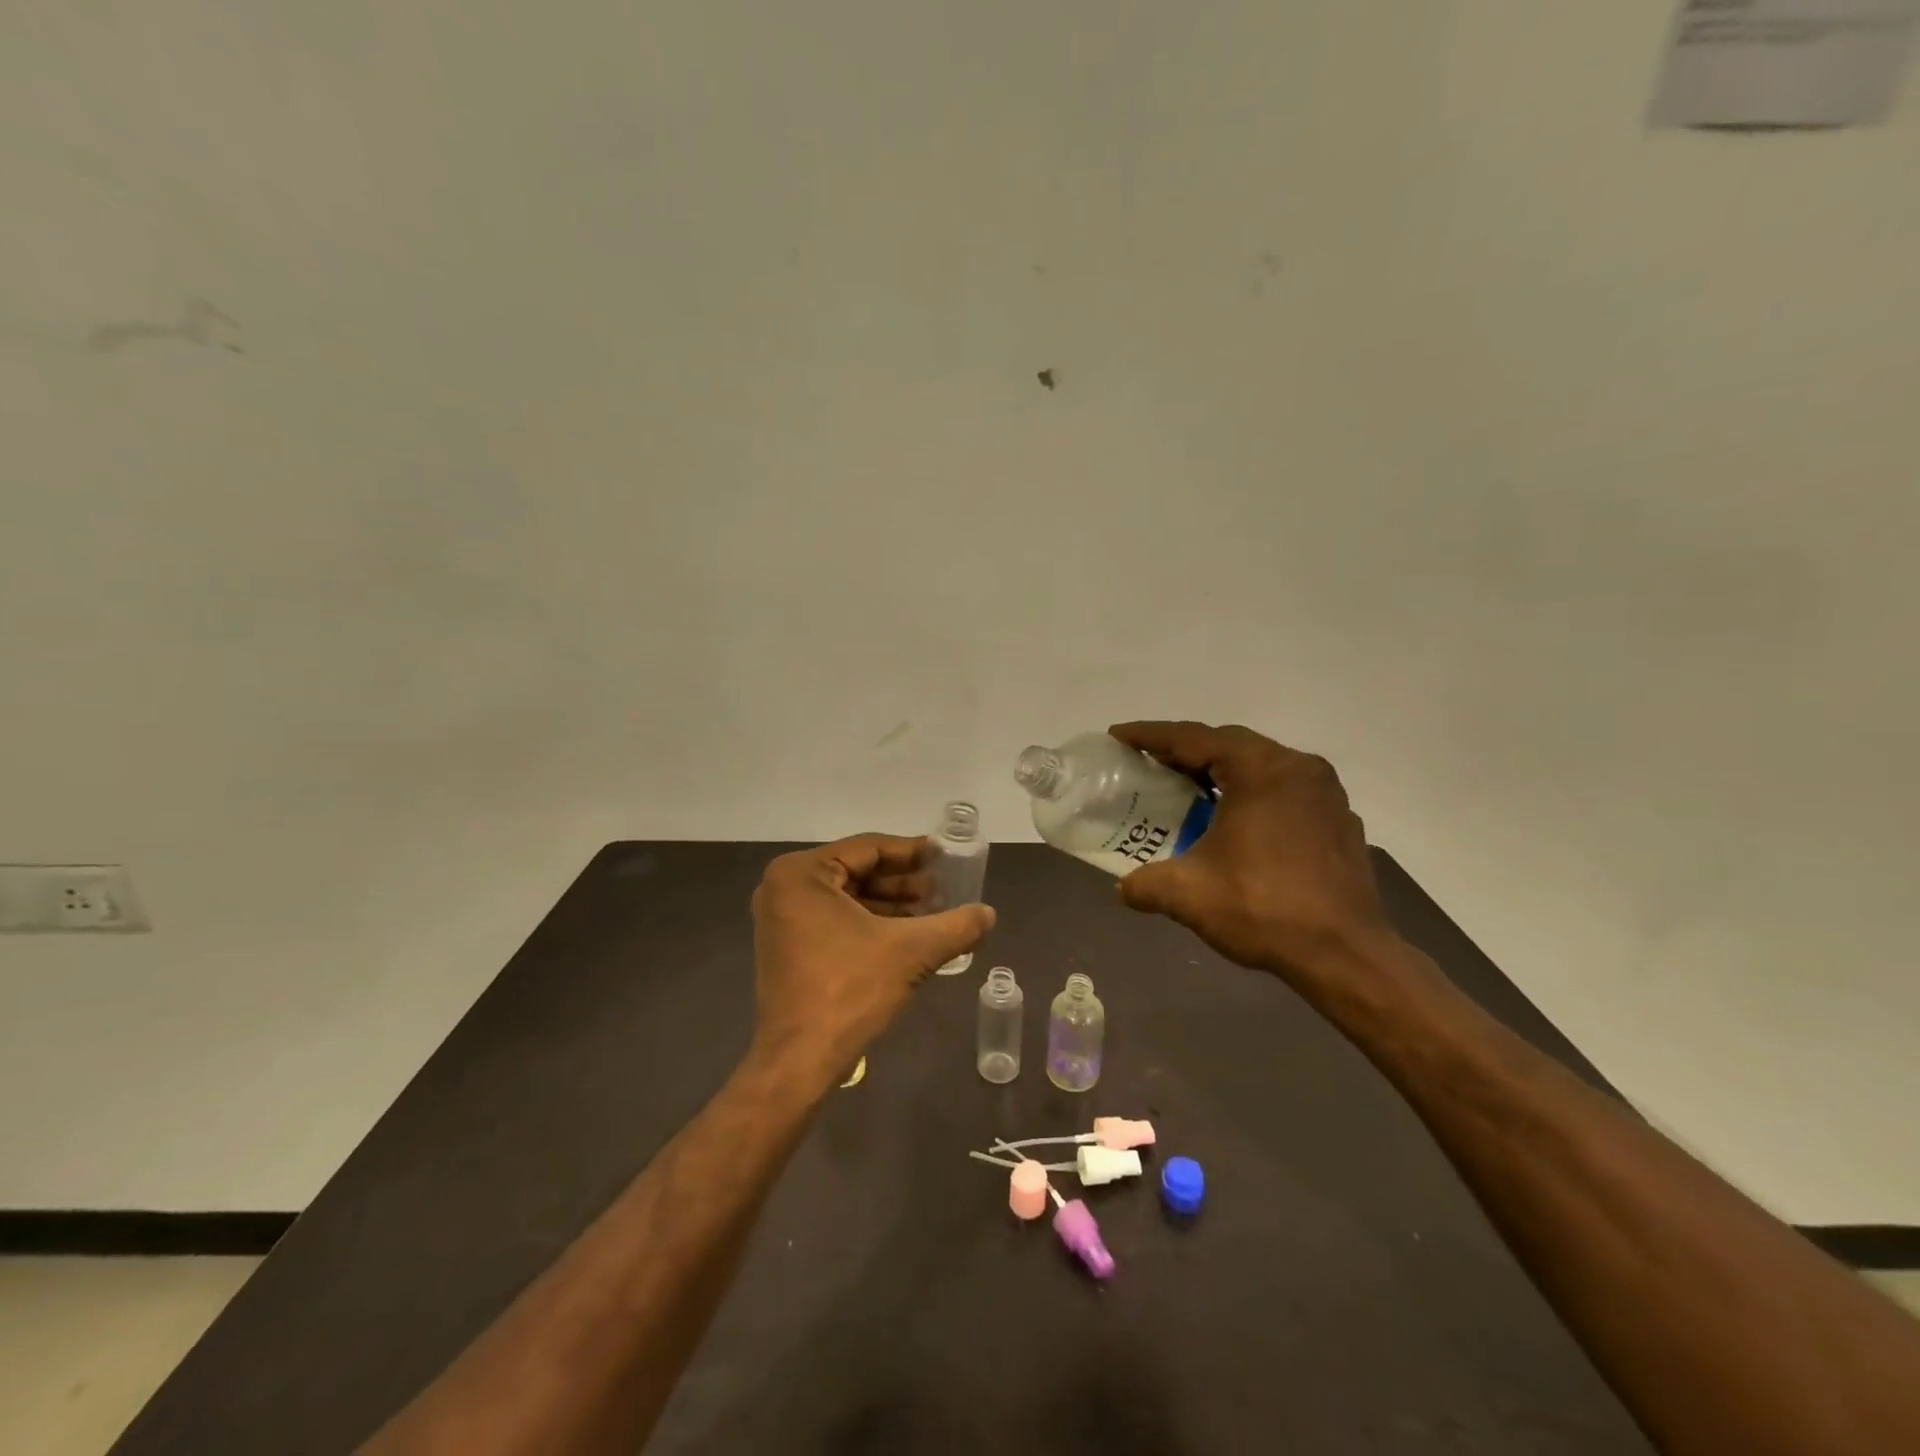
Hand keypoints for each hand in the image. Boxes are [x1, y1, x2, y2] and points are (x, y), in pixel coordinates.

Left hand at [749, 834, 994, 1082]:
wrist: (800, 1060)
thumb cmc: (850, 991)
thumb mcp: (911, 951)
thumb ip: (955, 926)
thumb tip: (989, 913)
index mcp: (801, 873)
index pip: (868, 849)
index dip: (911, 852)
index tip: (943, 856)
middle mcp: (783, 887)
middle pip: (857, 871)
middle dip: (902, 882)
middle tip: (942, 889)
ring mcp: (781, 918)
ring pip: (847, 896)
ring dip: (890, 903)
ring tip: (932, 913)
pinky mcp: (787, 946)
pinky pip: (834, 918)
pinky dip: (870, 923)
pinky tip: (907, 935)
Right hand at [1107, 721, 1395, 986]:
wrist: (1347, 955)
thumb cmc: (1264, 909)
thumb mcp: (1188, 895)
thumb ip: (1145, 884)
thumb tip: (1124, 888)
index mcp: (1260, 769)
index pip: (1193, 738)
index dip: (1150, 736)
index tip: (1118, 735)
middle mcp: (1297, 767)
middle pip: (1228, 744)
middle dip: (1185, 750)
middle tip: (1148, 762)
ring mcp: (1324, 792)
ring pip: (1259, 765)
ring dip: (1220, 770)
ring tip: (1187, 787)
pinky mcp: (1338, 818)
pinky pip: (1283, 789)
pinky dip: (1251, 792)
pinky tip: (1235, 820)